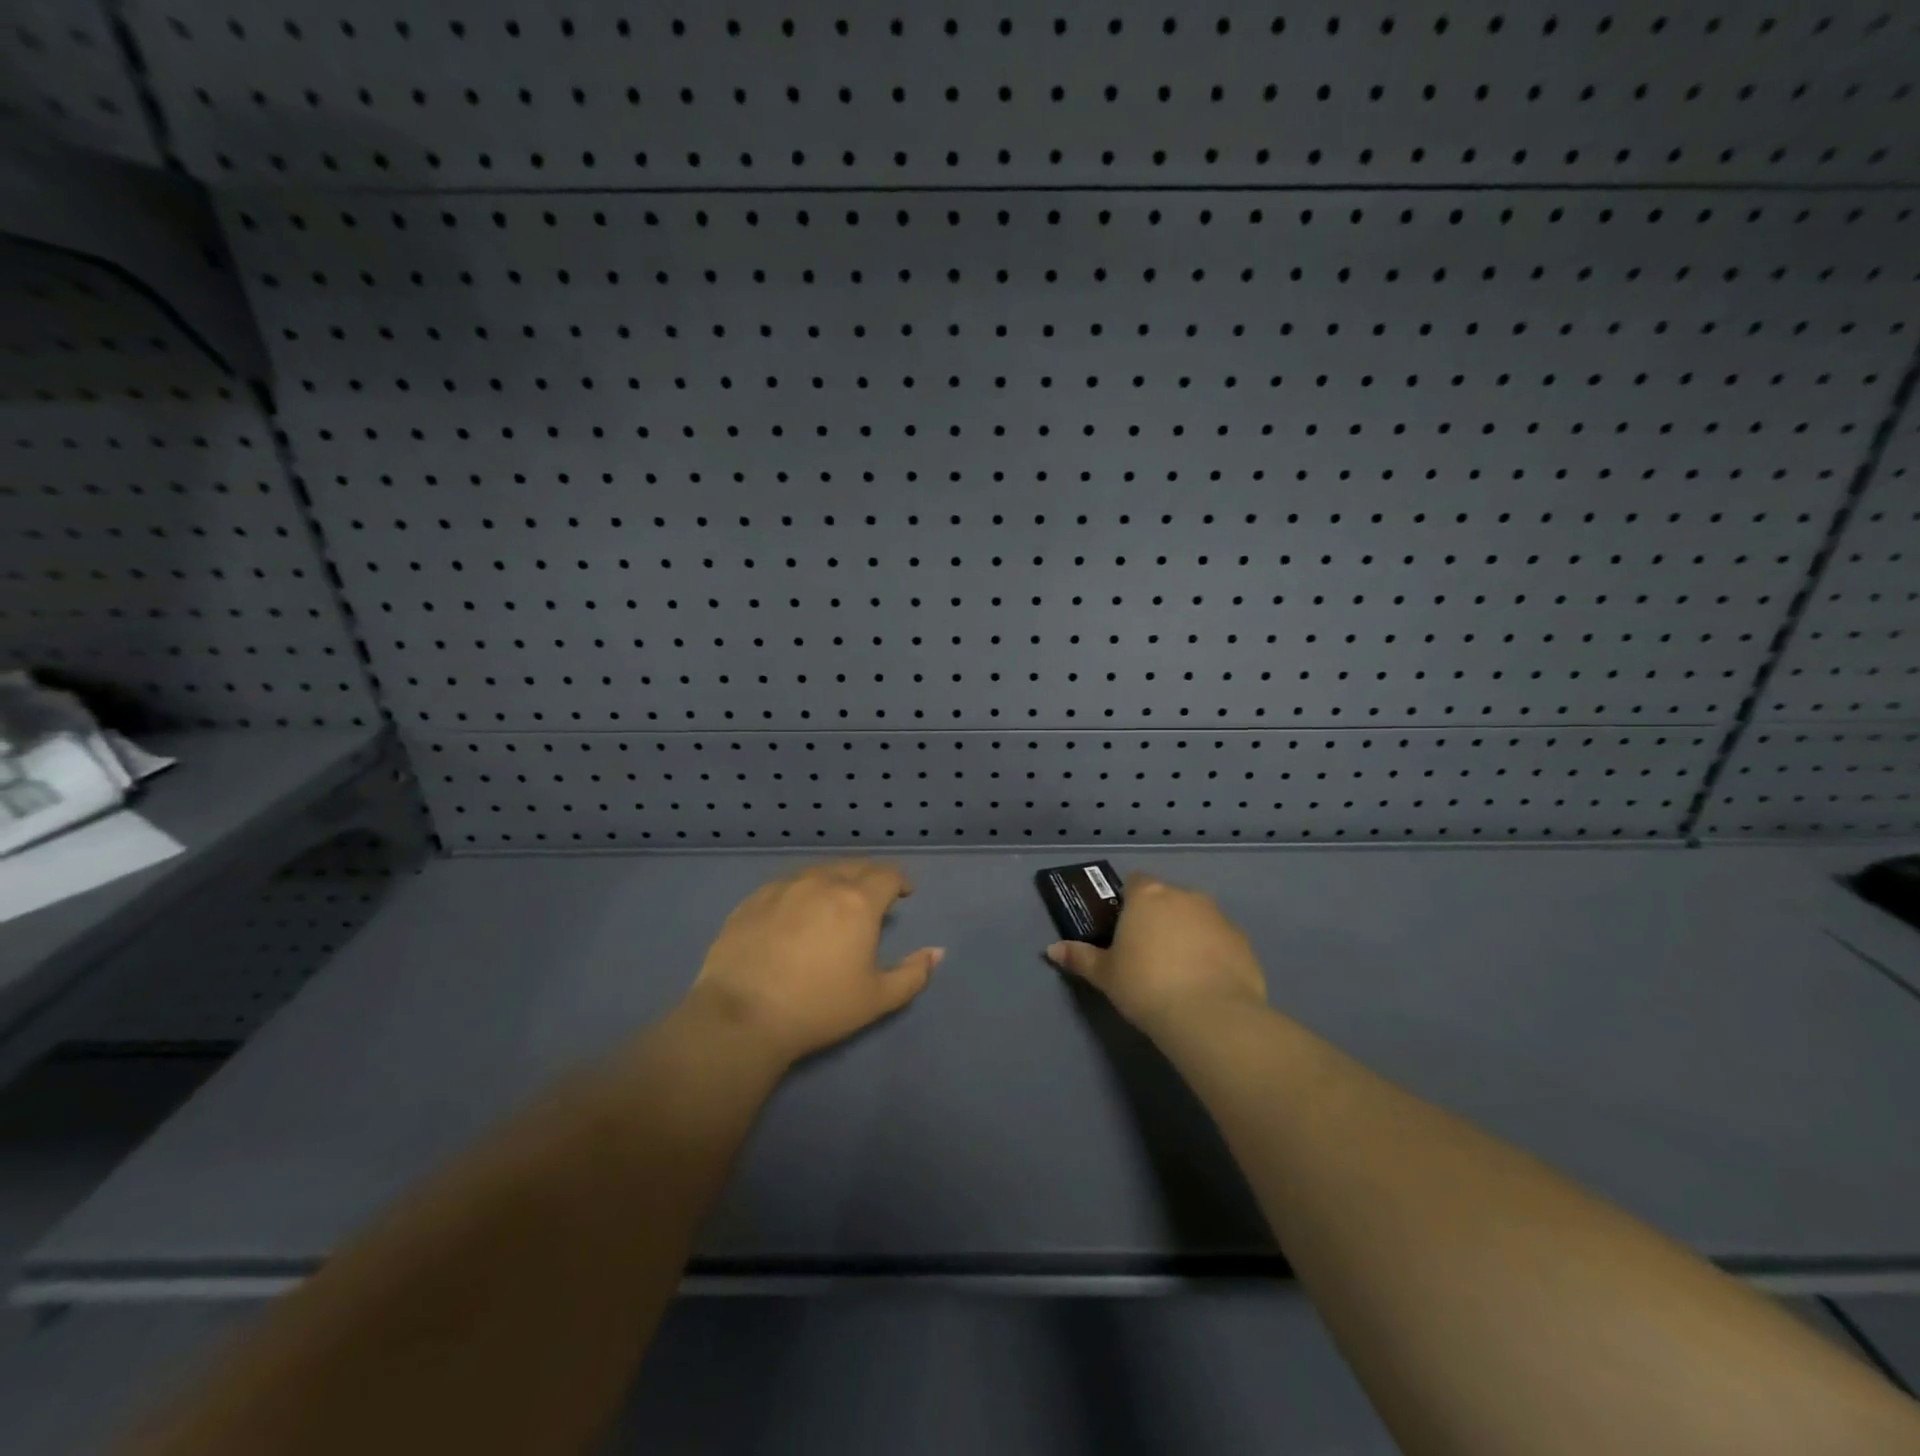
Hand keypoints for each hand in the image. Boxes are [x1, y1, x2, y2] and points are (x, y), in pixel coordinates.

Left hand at [685, 860, 942, 1064]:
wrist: (741, 1016)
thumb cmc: (818, 1007)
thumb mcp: (876, 999)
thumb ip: (913, 974)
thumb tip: (937, 952)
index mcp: (858, 901)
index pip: (887, 874)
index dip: (900, 881)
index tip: (903, 894)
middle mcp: (822, 883)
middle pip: (853, 866)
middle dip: (869, 877)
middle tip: (872, 898)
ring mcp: (783, 888)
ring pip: (818, 871)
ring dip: (834, 880)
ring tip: (834, 902)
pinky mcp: (752, 900)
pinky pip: (786, 885)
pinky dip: (801, 891)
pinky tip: (794, 913)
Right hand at [1046, 873, 1265, 1034]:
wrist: (1210, 1015)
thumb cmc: (1146, 986)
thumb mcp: (1106, 975)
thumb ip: (1080, 958)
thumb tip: (1051, 950)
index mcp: (1148, 896)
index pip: (1135, 882)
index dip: (1128, 902)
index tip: (1123, 929)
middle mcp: (1185, 896)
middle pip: (1167, 898)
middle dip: (1159, 918)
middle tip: (1147, 954)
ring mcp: (1218, 917)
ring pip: (1197, 918)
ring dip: (1187, 934)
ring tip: (1178, 972)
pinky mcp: (1243, 942)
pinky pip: (1221, 941)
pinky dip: (1212, 954)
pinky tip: (1205, 984)